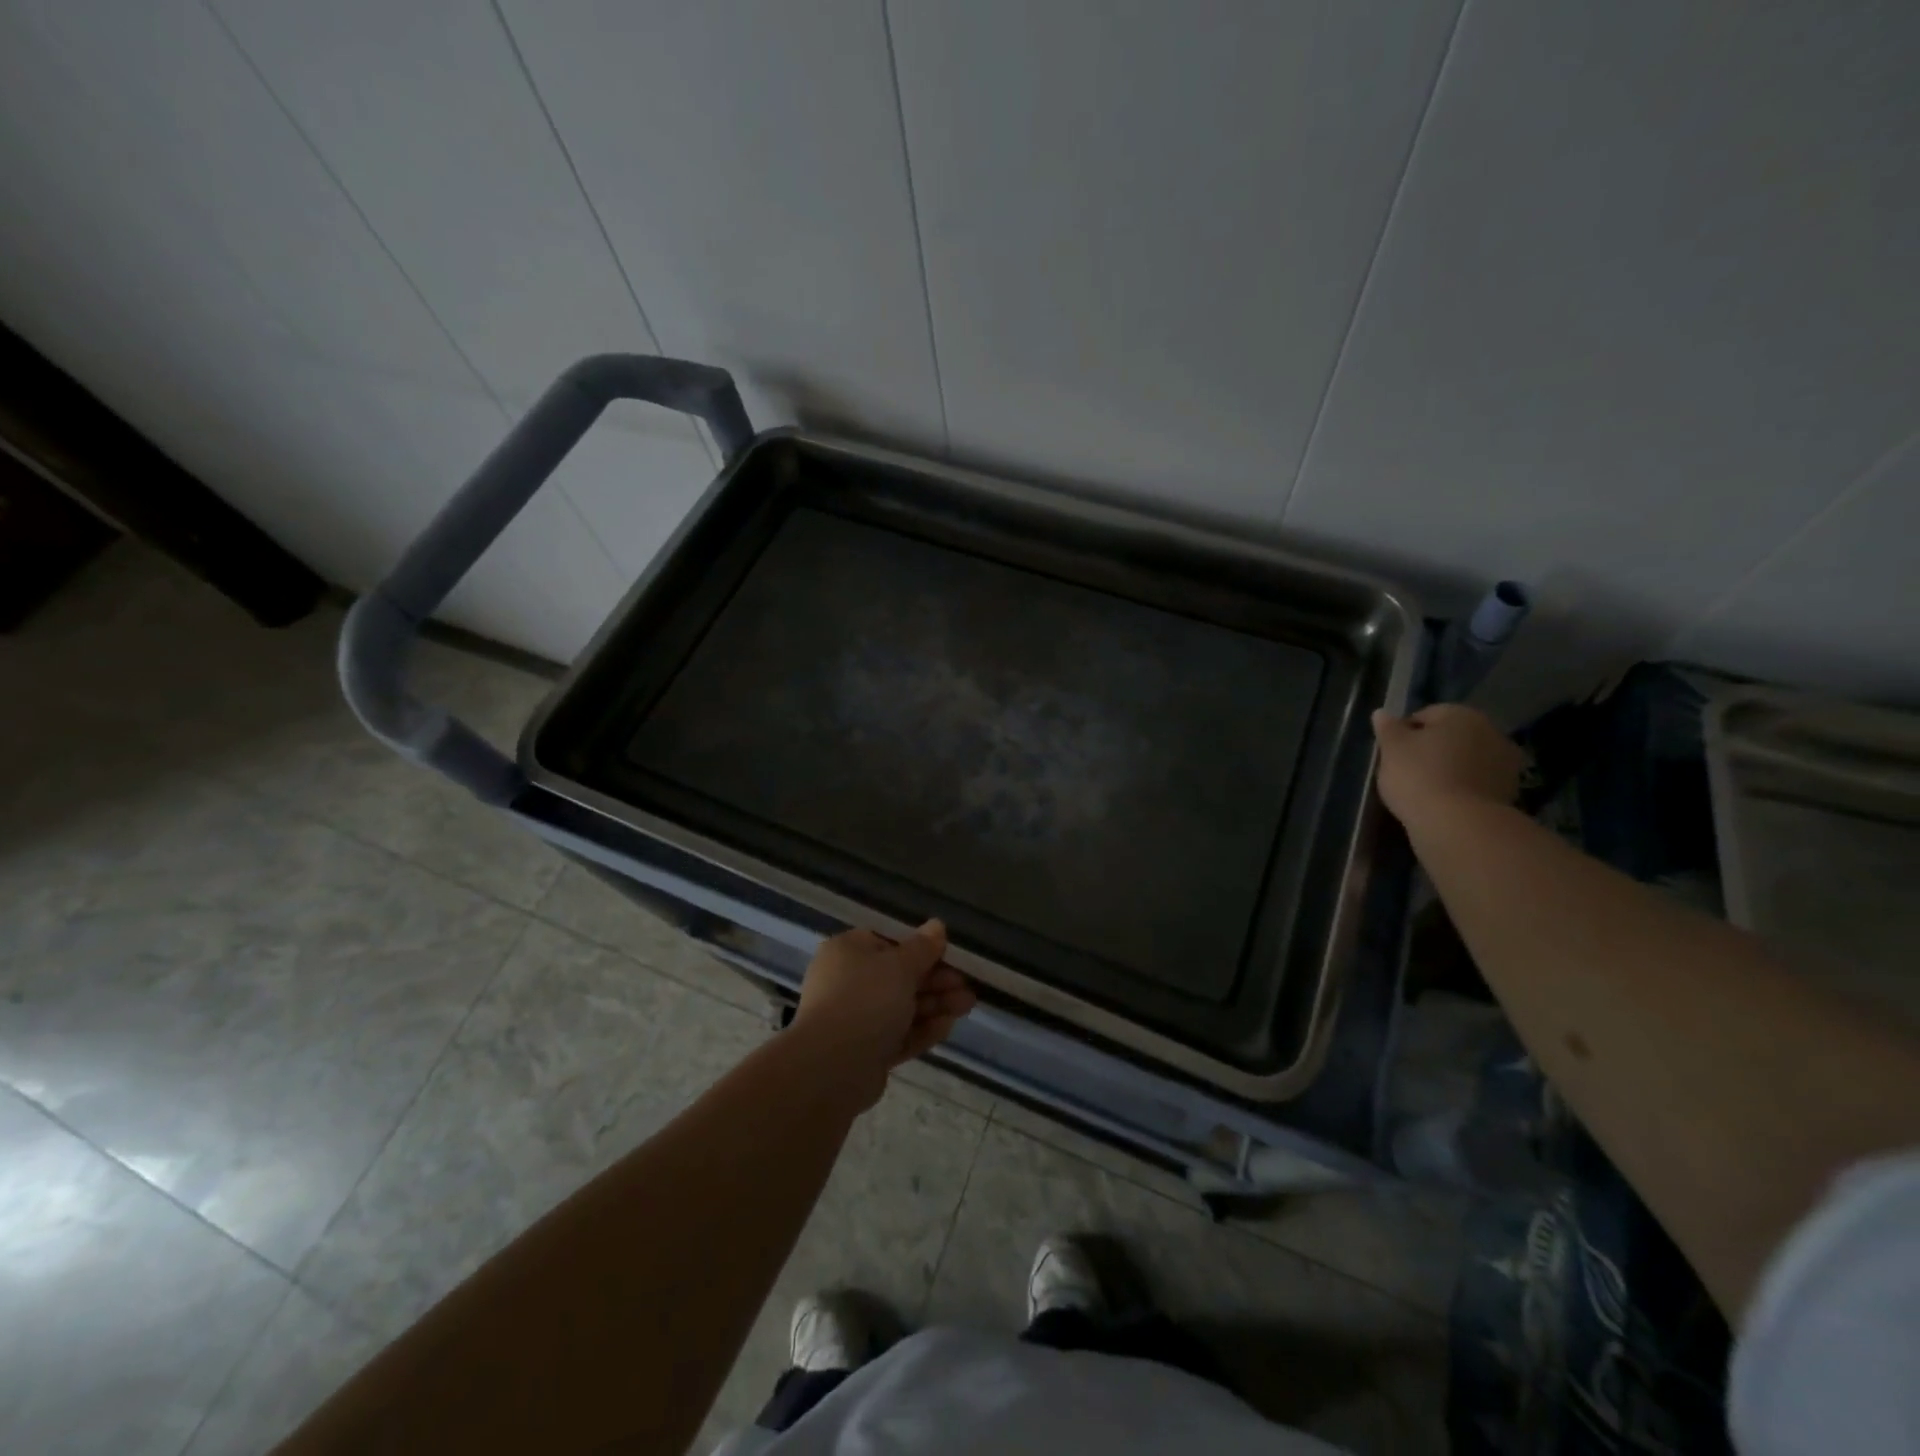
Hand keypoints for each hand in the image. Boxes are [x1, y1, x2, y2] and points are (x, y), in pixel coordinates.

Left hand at [791, 920, 976, 1109]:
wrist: (833, 1066)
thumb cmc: (866, 999)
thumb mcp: (900, 966)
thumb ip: (922, 948)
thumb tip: (937, 925)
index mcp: (848, 952)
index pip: (888, 943)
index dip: (921, 949)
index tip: (949, 956)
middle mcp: (847, 982)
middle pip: (898, 977)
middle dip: (936, 981)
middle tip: (966, 986)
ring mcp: (855, 1019)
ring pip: (901, 1007)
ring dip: (935, 1005)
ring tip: (967, 1006)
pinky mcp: (865, 1052)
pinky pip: (898, 1035)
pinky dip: (922, 1029)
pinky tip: (947, 1027)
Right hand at [1371, 704, 1523, 826]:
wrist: (1458, 824)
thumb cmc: (1418, 776)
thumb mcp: (1391, 749)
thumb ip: (1387, 728)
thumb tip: (1382, 713)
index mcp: (1461, 715)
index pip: (1426, 715)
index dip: (1404, 733)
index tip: (1392, 753)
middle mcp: (1491, 731)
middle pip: (1451, 737)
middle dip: (1432, 749)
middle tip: (1407, 771)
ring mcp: (1506, 763)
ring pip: (1466, 760)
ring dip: (1450, 768)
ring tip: (1426, 790)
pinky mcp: (1510, 791)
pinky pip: (1477, 783)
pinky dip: (1463, 788)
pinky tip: (1445, 803)